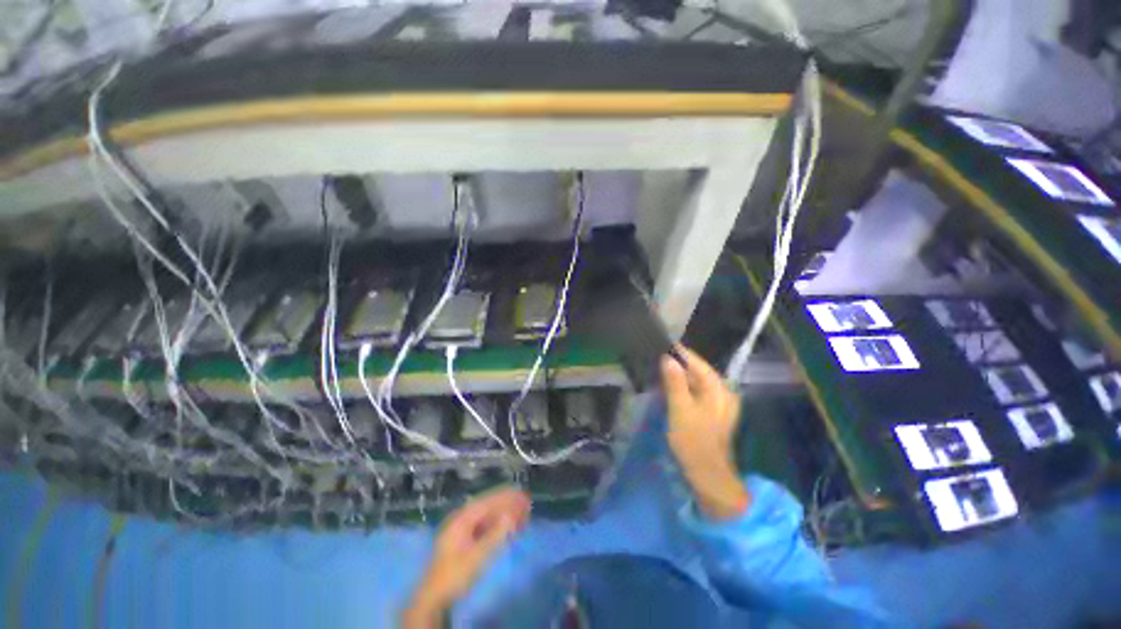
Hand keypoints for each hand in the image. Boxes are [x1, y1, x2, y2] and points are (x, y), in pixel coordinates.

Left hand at [403, 487, 530, 628]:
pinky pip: (486, 525)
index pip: (488, 502)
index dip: (507, 497)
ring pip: (489, 515)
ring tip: (523, 516)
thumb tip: (511, 515)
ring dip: (505, 514)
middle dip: (508, 504)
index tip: (523, 495)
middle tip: (527, 504)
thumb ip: (495, 535)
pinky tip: (510, 528)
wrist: (435, 597)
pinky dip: (499, 525)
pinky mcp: (466, 539)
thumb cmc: (455, 574)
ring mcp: (463, 528)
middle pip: (489, 505)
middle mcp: (463, 518)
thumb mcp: (477, 556)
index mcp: (462, 518)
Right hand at [661, 346, 749, 520]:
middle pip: (697, 371)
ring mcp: (720, 403)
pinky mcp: (713, 413)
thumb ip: (675, 383)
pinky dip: (683, 389)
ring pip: (696, 382)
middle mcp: (723, 392)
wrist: (709, 475)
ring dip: (679, 377)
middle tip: (656, 357)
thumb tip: (668, 358)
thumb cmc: (694, 441)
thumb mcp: (680, 410)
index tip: (661, 342)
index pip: (697, 362)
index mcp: (718, 389)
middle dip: (677, 365)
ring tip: (659, 369)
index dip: (679, 352)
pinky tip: (670, 389)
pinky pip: (697, 393)